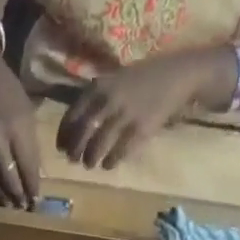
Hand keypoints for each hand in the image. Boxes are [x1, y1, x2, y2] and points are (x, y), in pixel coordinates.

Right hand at [0, 52, 41, 208]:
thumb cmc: (8, 91)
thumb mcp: (27, 113)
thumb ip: (30, 145)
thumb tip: (34, 176)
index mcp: (16, 127)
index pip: (27, 167)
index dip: (32, 187)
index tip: (36, 200)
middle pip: (7, 177)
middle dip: (17, 196)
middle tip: (23, 208)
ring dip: (0, 196)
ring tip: (8, 206)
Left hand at [57, 49, 234, 169]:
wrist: (178, 75)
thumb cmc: (143, 78)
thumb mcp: (115, 79)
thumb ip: (96, 97)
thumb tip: (75, 124)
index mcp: (99, 86)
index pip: (72, 115)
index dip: (64, 135)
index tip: (61, 147)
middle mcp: (109, 100)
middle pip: (82, 133)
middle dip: (75, 151)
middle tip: (74, 160)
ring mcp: (125, 116)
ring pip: (98, 146)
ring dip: (91, 159)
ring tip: (91, 164)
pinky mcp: (141, 130)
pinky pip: (119, 152)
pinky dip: (111, 161)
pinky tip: (108, 164)